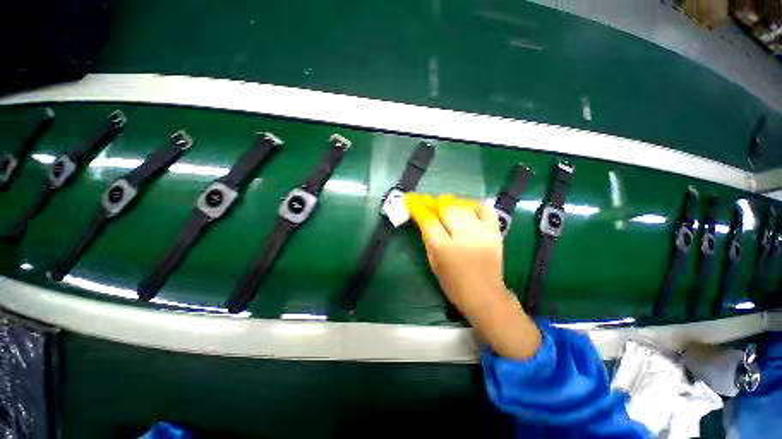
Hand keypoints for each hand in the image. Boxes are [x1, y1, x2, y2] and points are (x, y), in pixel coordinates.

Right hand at [405, 193, 540, 358]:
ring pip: (463, 207)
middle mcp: (464, 238)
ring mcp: (482, 233)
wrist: (485, 296)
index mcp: (445, 249)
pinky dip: (474, 205)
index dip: (418, 208)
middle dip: (433, 201)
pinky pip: (485, 210)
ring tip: (444, 203)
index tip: (411, 200)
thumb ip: (429, 241)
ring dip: (450, 202)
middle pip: (446, 209)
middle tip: (427, 201)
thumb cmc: (454, 285)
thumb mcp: (434, 265)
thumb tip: (425, 222)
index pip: (429, 221)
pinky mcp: (495, 233)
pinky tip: (466, 207)